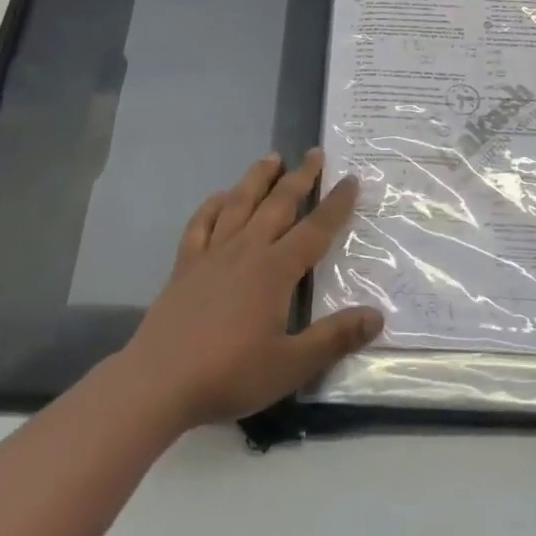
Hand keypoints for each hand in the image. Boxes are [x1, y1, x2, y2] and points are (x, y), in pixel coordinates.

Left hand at [118, 149, 383, 430]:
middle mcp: (246, 250)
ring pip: (239, 203)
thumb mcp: (291, 366)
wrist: (158, 382)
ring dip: (257, 178)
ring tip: (272, 158)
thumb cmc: (229, 374)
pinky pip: (200, 224)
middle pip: (278, 204)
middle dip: (300, 177)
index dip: (336, 204)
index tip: (351, 179)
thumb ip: (334, 339)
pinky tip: (220, 197)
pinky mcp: (185, 265)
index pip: (315, 229)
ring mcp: (212, 254)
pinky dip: (212, 205)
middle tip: (315, 153)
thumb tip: (377, 316)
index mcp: (275, 270)